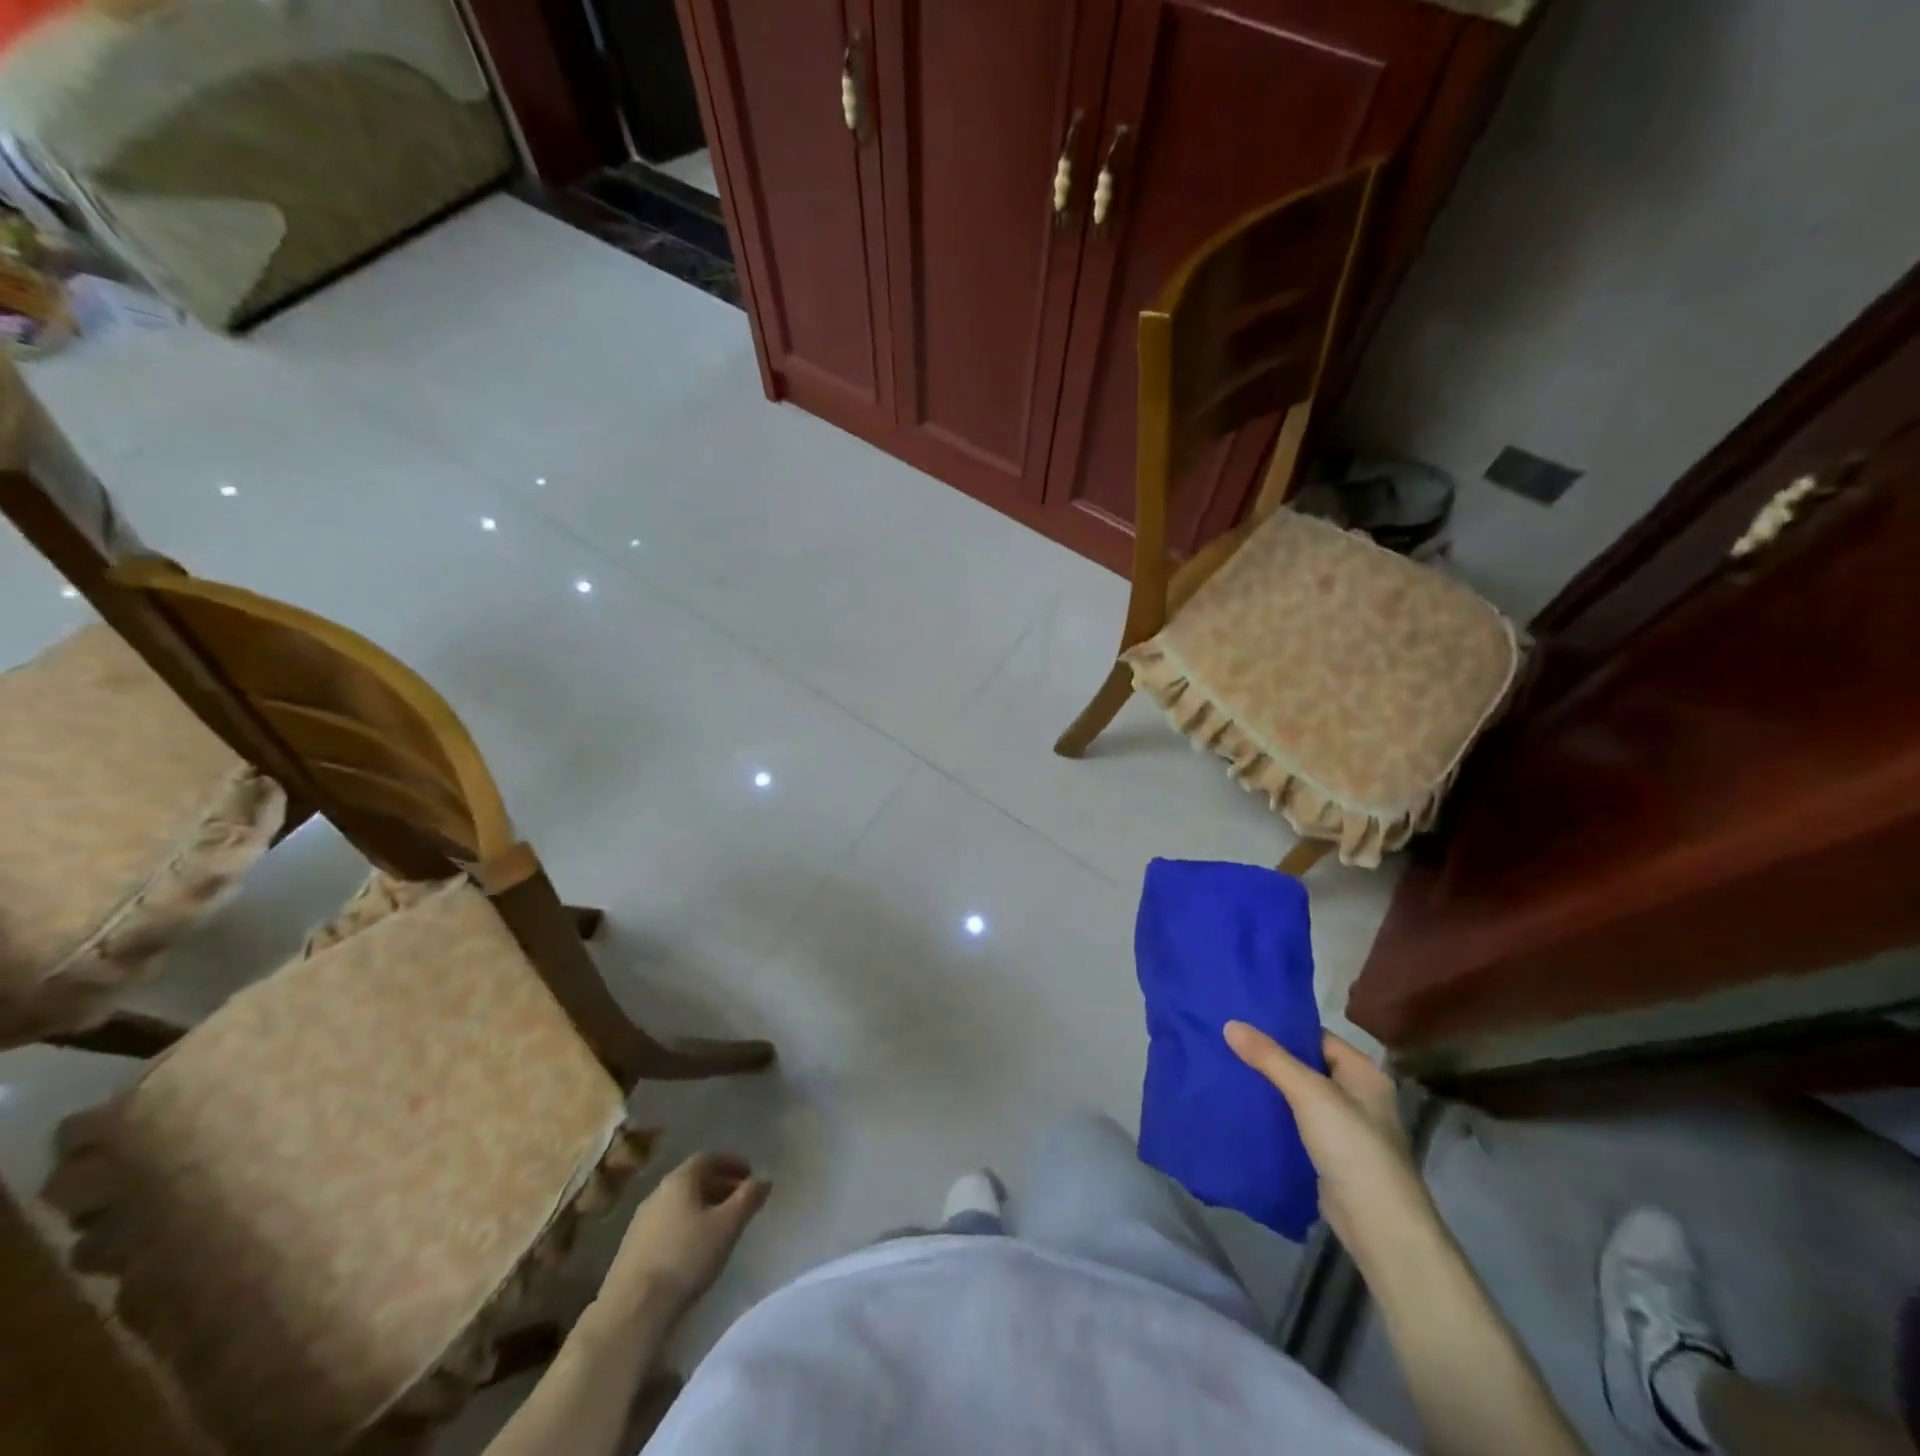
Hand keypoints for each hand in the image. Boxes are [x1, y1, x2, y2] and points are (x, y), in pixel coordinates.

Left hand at [598, 1153, 770, 1327]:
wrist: (631, 1311)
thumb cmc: (686, 1258)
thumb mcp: (728, 1226)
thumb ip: (749, 1198)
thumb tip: (764, 1179)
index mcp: (679, 1180)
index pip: (708, 1158)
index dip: (731, 1163)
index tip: (750, 1175)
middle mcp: (657, 1193)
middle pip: (693, 1180)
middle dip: (719, 1186)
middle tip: (740, 1201)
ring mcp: (640, 1222)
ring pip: (679, 1204)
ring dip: (702, 1208)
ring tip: (721, 1227)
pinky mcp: (631, 1250)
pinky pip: (666, 1225)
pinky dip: (686, 1226)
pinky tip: (694, 1249)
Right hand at [1223, 1022, 1434, 1262]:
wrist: (1378, 1226)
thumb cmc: (1352, 1147)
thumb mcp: (1309, 1093)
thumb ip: (1269, 1058)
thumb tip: (1230, 1024)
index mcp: (1363, 1073)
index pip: (1316, 1037)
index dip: (1282, 1027)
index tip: (1243, 1018)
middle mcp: (1355, 1096)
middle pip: (1305, 1065)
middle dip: (1269, 1057)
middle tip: (1226, 1040)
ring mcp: (1342, 1128)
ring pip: (1296, 1096)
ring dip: (1267, 1086)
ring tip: (1225, 1066)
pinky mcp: (1327, 1154)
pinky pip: (1293, 1123)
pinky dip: (1271, 1115)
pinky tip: (1241, 1106)